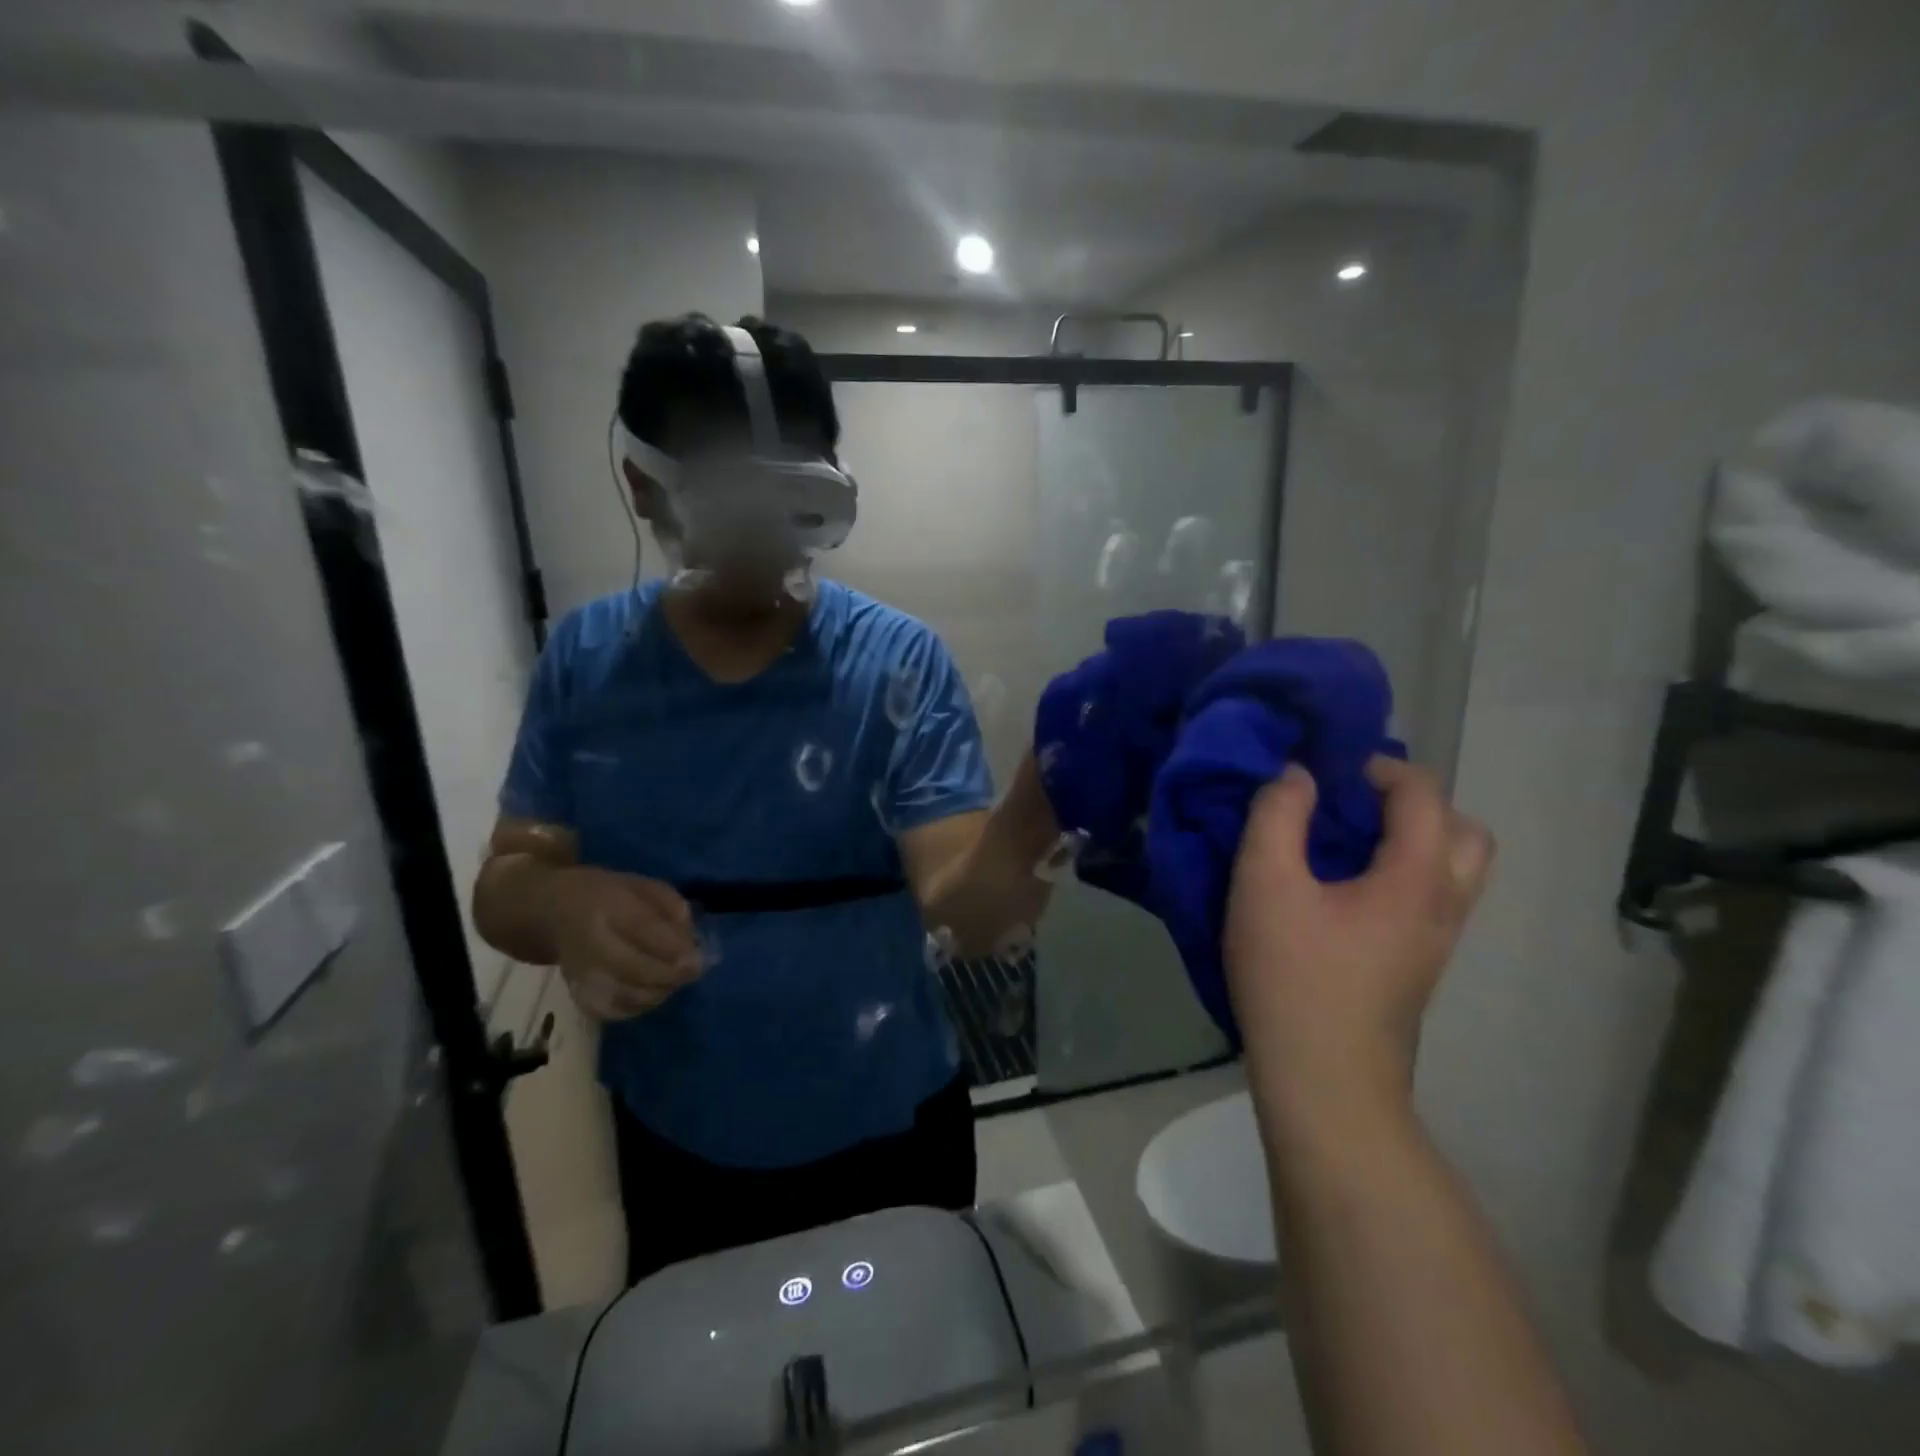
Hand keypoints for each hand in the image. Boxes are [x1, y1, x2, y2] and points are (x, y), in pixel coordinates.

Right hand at [547, 867, 703, 1020]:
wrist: (553, 912)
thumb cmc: (607, 894)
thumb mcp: (642, 885)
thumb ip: (671, 906)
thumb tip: (690, 937)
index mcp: (608, 906)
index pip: (643, 929)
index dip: (673, 948)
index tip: (697, 958)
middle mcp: (590, 941)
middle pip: (633, 968)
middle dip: (670, 974)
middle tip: (693, 972)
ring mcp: (580, 972)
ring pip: (624, 994)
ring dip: (658, 991)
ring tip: (674, 979)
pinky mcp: (576, 993)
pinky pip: (611, 1010)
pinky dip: (638, 1006)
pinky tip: (652, 992)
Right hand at [1224, 756, 1492, 1131]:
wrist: (1325, 1082)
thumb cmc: (1293, 975)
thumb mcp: (1264, 883)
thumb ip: (1277, 816)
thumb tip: (1295, 775)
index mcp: (1417, 878)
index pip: (1423, 794)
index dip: (1378, 766)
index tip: (1326, 768)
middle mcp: (1444, 905)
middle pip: (1462, 832)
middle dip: (1413, 803)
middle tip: (1354, 805)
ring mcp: (1437, 942)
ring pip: (1452, 870)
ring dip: (1412, 840)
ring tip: (1346, 844)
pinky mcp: (1417, 968)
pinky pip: (1430, 898)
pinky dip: (1402, 874)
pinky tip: (1342, 890)